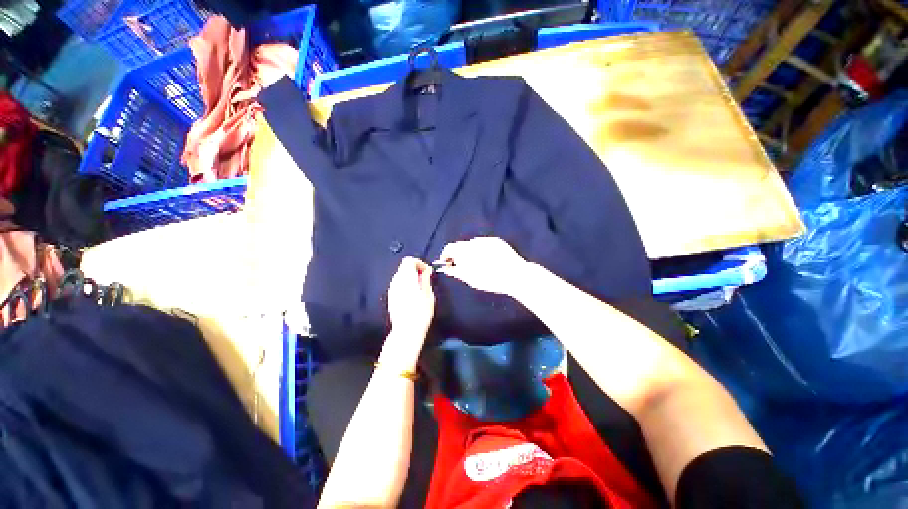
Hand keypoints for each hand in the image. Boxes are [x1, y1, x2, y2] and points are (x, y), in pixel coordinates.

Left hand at [387, 257, 435, 340]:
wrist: (407, 331)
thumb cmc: (420, 313)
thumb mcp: (428, 295)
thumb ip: (426, 280)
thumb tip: (427, 271)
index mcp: (406, 278)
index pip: (409, 261)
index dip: (420, 264)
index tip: (427, 272)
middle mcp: (397, 281)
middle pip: (404, 267)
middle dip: (415, 270)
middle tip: (425, 280)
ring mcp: (392, 289)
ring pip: (401, 276)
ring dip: (411, 278)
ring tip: (420, 289)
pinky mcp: (391, 297)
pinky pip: (399, 285)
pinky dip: (406, 285)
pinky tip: (413, 296)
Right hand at [436, 237, 529, 295]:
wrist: (515, 275)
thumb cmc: (490, 280)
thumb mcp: (469, 279)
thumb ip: (454, 272)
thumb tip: (445, 268)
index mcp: (464, 251)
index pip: (449, 248)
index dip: (446, 255)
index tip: (447, 263)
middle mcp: (473, 242)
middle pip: (461, 245)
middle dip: (458, 254)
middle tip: (462, 265)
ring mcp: (486, 240)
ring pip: (473, 244)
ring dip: (471, 251)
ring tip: (479, 264)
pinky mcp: (496, 240)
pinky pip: (484, 243)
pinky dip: (482, 250)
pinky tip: (489, 260)